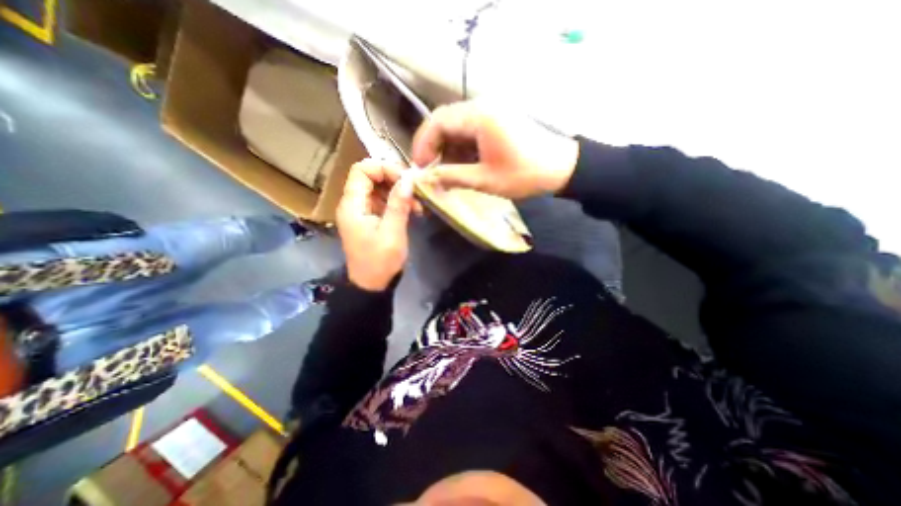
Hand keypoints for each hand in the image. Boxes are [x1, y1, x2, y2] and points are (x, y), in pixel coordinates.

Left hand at [336, 160, 411, 290]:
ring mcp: (362, 211)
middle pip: (371, 176)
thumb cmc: (380, 261)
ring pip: (379, 188)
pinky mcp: (370, 218)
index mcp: (353, 205)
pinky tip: (413, 211)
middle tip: (415, 191)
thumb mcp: (392, 232)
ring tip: (417, 204)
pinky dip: (398, 202)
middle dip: (395, 180)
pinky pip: (383, 201)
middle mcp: (354, 204)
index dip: (384, 168)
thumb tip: (408, 178)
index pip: (362, 170)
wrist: (372, 284)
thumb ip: (398, 204)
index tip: (406, 179)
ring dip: (399, 192)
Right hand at [412, 99, 579, 198]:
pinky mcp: (496, 120)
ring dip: (447, 148)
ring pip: (456, 127)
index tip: (420, 168)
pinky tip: (460, 165)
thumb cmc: (523, 175)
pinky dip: (460, 148)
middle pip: (444, 121)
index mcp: (479, 116)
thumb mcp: (484, 179)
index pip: (437, 122)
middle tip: (429, 170)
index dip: (423, 144)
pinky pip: (469, 131)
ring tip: (444, 172)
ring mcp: (490, 111)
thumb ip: (452, 176)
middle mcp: (481, 107)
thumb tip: (428, 179)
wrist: (561, 168)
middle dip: (433, 146)